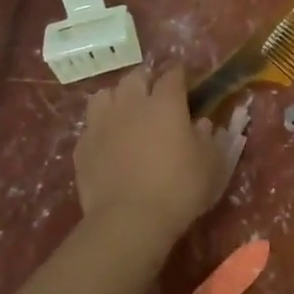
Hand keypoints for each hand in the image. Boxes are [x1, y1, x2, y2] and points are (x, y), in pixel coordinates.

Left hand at [74, 64, 246, 244]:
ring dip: (118, 97)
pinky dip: (101, 125)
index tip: (185, 79)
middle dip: (147, 80)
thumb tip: (201, 123)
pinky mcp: (83, 145)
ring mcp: (102, 122)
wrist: (129, 220)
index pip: (173, 74)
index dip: (180, 74)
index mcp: (166, 103)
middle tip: (155, 95)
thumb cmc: (179, 188)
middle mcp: (131, 104)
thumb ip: (207, 137)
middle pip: (136, 77)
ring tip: (126, 111)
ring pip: (106, 94)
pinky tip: (109, 140)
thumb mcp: (210, 164)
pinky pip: (91, 124)